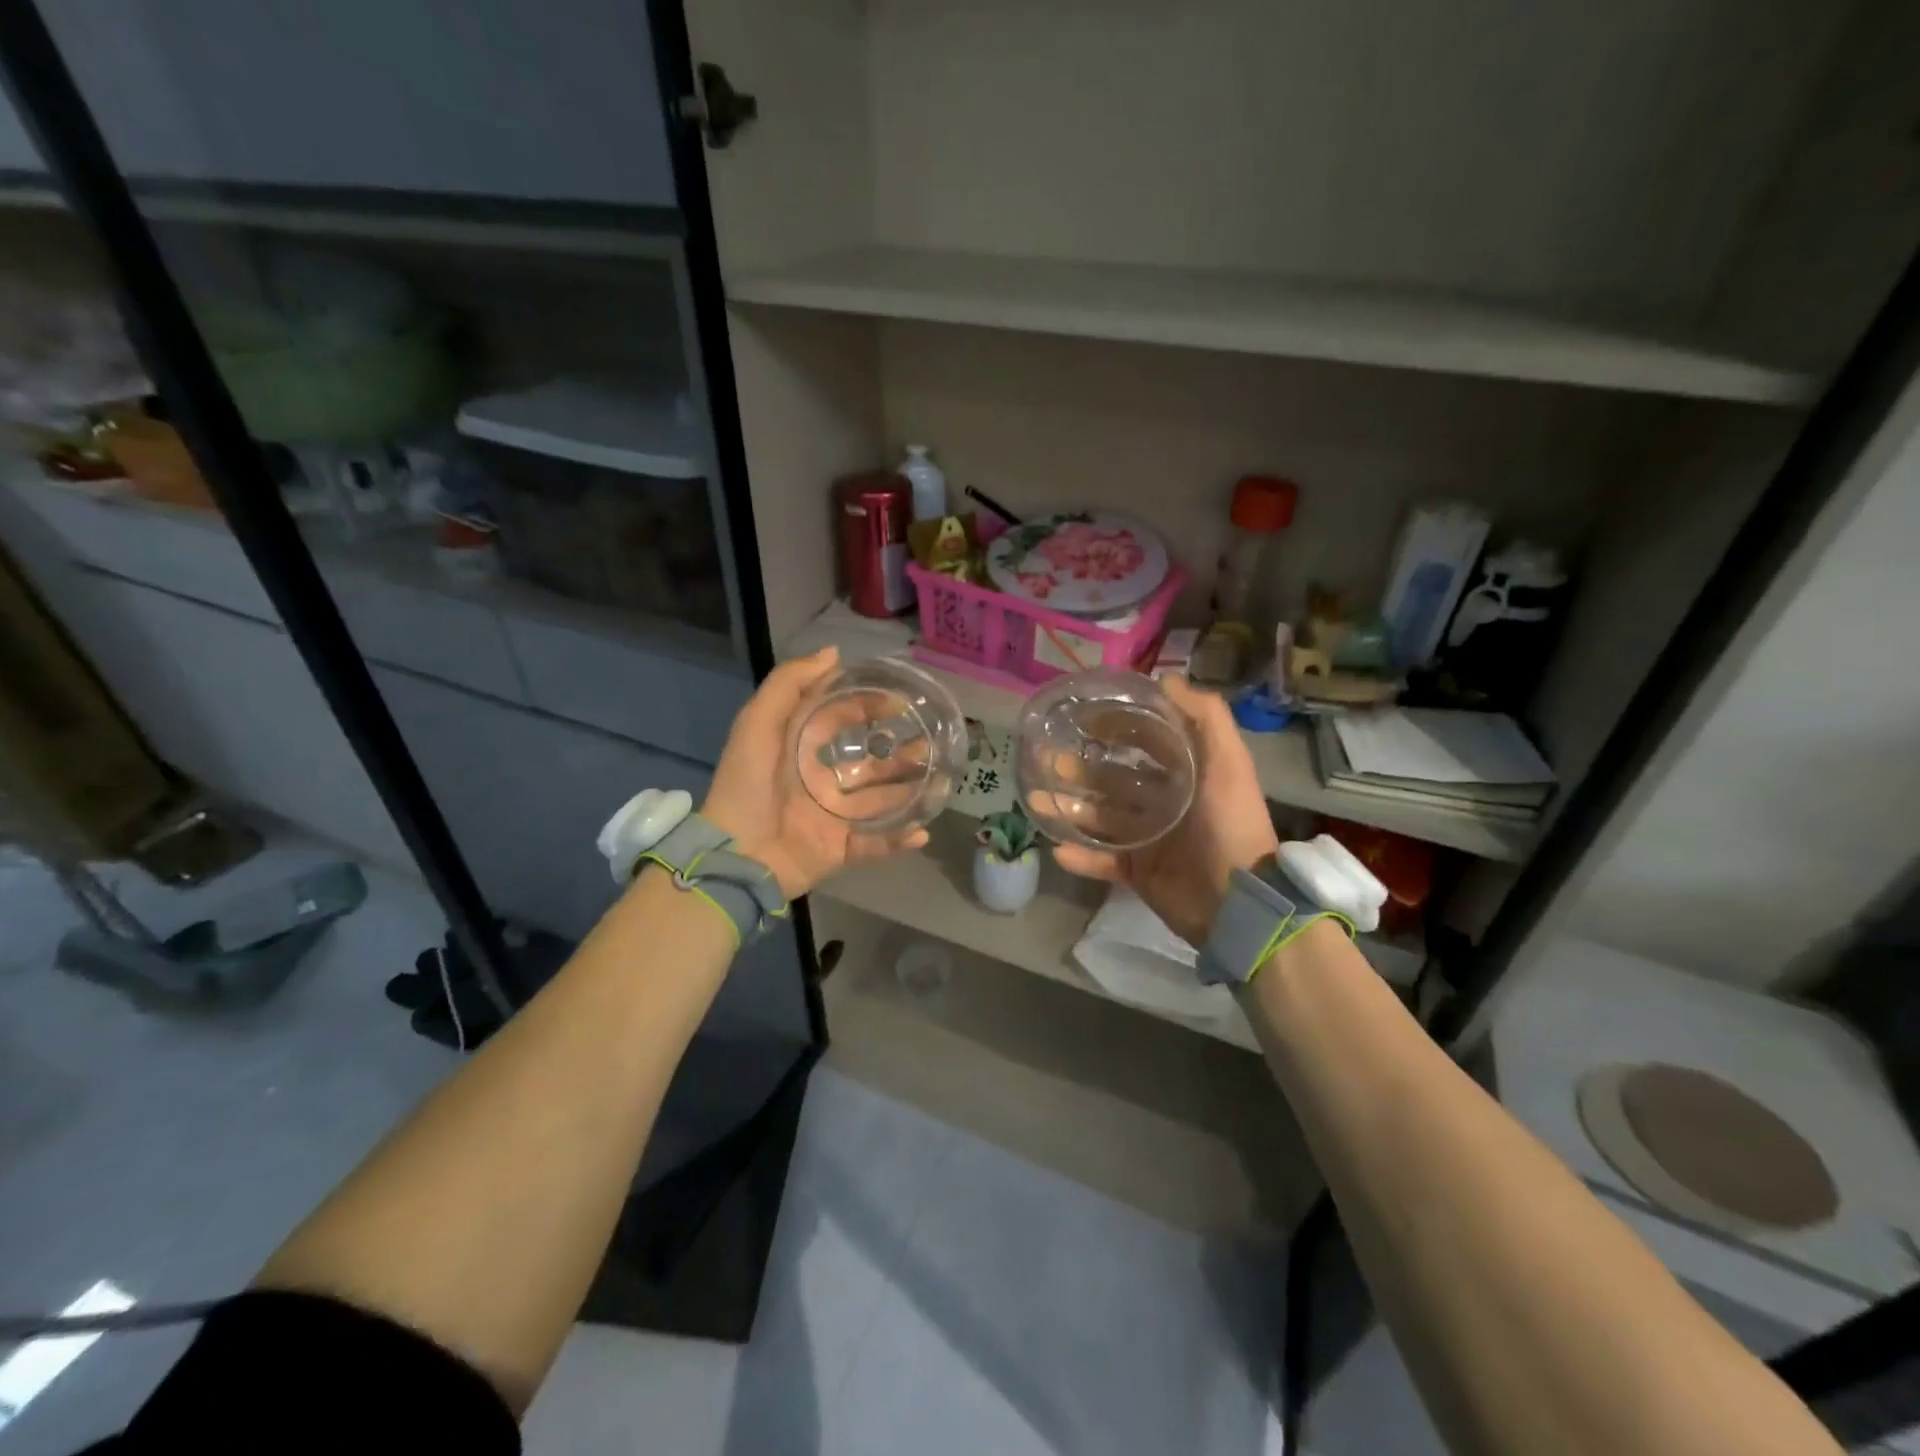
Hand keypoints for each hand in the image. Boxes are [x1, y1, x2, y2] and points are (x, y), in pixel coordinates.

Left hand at [701, 646, 929, 898]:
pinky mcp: (838, 850)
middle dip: (899, 753)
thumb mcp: (757, 724)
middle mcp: (821, 781)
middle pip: (869, 764)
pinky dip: (899, 841)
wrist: (734, 856)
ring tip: (941, 781)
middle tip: (929, 743)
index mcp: (801, 750)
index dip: (867, 706)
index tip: (900, 702)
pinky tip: (922, 832)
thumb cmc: (746, 786)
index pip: (840, 720)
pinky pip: (874, 845)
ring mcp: (832, 818)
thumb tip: (834, 654)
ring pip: (880, 802)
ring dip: (910, 792)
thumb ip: (789, 684)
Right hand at [1044, 676, 1278, 945]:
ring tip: (1038, 800)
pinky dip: (1082, 856)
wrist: (1238, 904)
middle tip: (1049, 759)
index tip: (1084, 719)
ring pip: (1102, 817)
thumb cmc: (1230, 825)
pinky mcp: (1140, 872)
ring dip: (1071, 808)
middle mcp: (1167, 802)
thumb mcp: (1228, 763)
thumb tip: (1166, 679)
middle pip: (1116, 779)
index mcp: (1188, 774)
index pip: (1148, 741)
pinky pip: (1103, 861)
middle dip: (1083, 769)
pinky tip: (1058, 849)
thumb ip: (1205, 716)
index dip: (1119, 726)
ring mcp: (1151, 839)